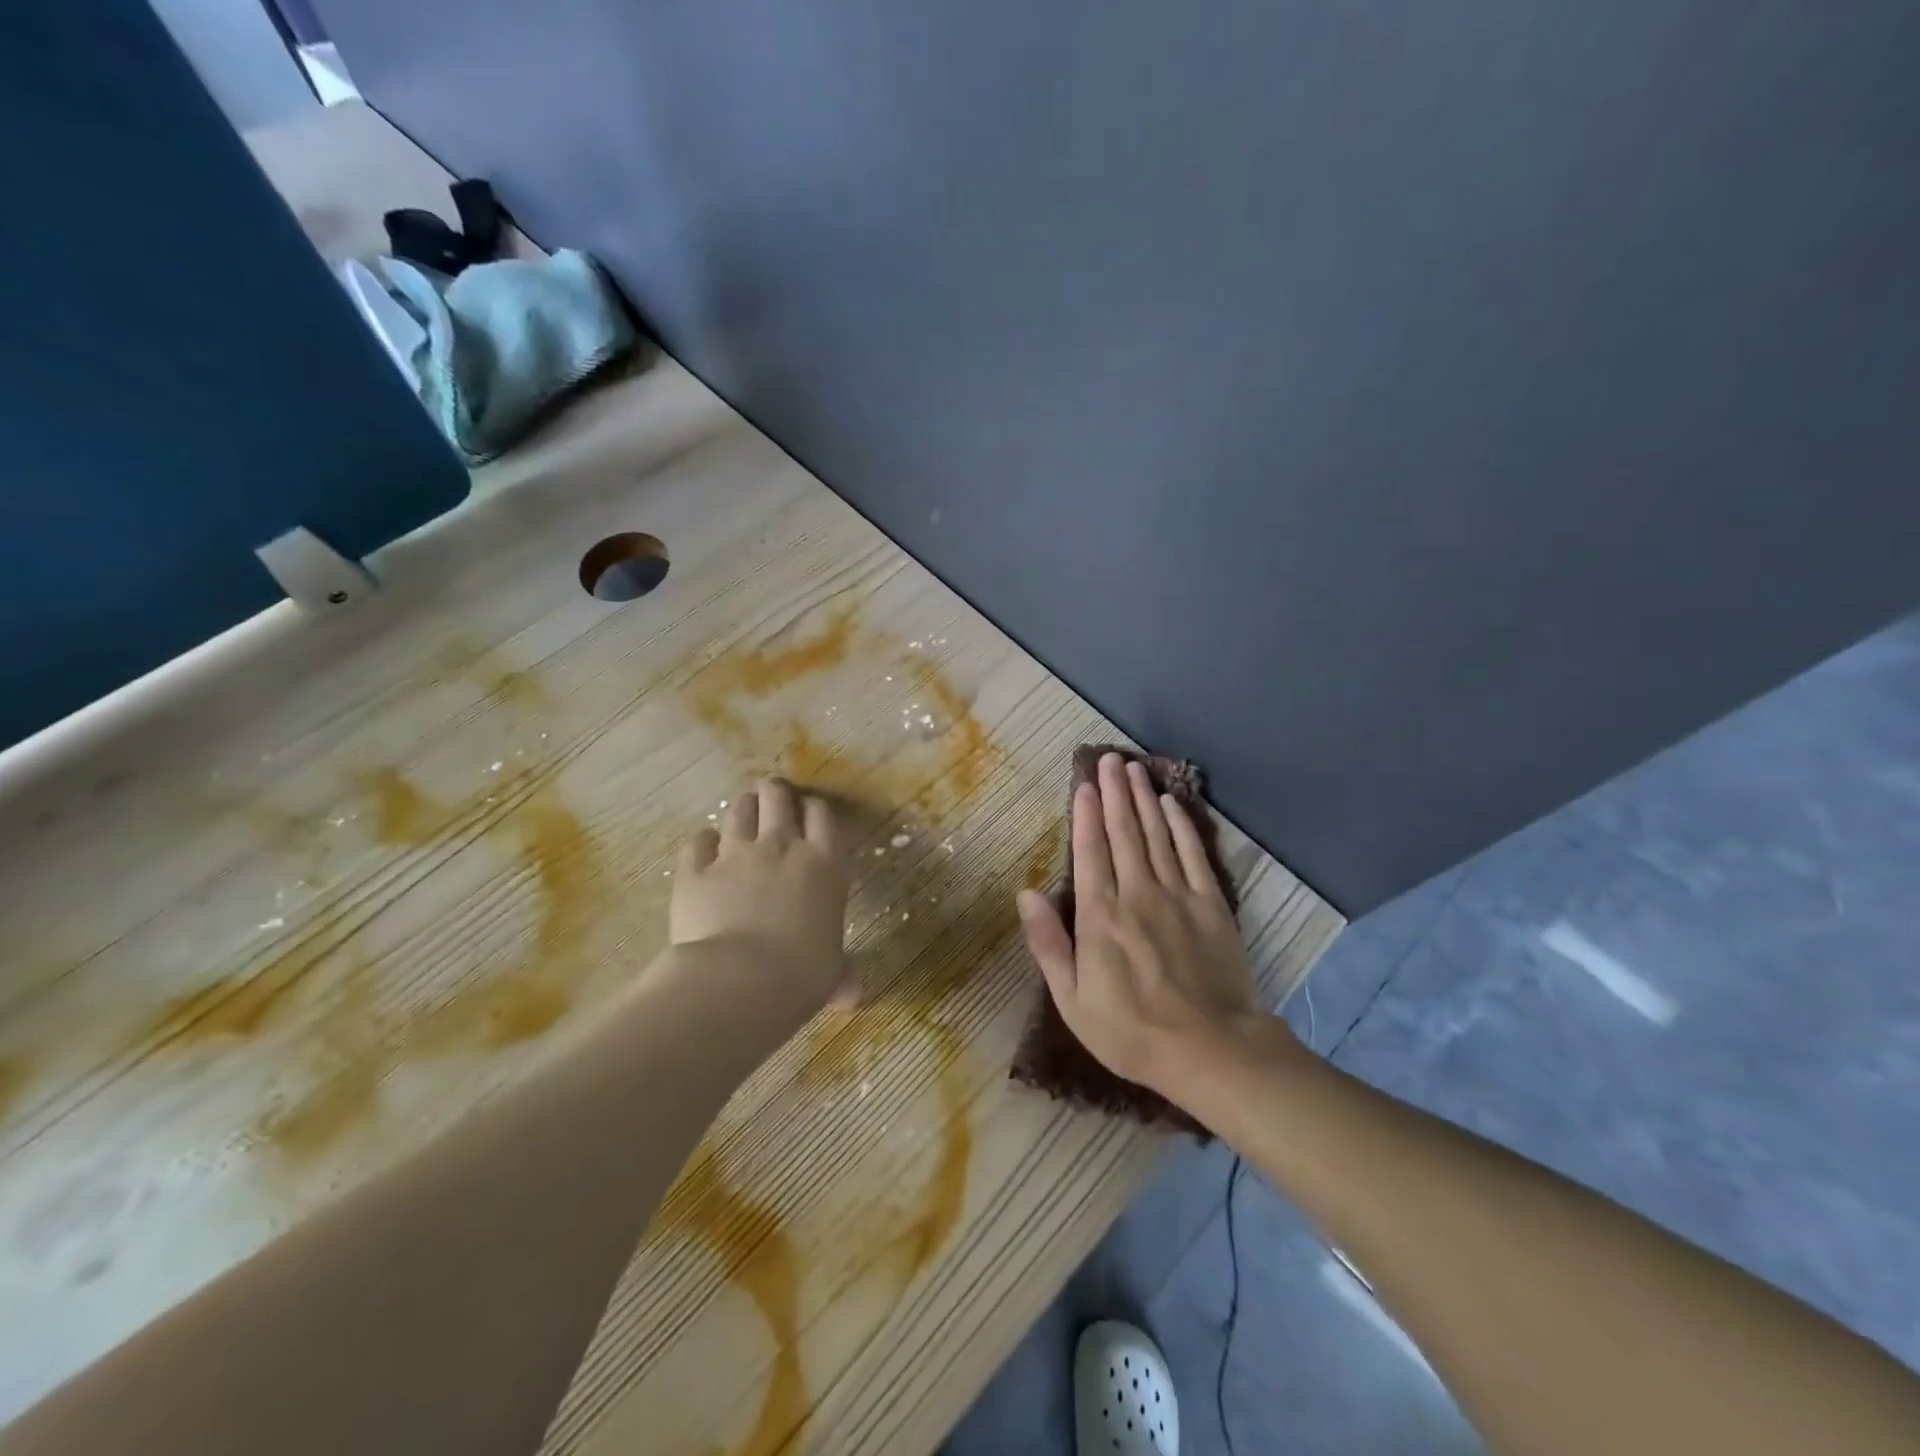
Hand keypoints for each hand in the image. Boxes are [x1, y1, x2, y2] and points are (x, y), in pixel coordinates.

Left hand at [670, 778, 855, 1012]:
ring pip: (739, 812)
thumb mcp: (831, 974)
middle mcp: (782, 848)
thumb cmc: (802, 975)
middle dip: (776, 793)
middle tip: (773, 795)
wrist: (740, 981)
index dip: (816, 809)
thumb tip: (854, 997)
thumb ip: (842, 975)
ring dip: (742, 807)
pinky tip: (704, 845)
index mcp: (824, 865)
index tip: (811, 811)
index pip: (823, 817)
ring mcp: (735, 855)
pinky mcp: (696, 870)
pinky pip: (697, 842)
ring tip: (743, 808)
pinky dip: (702, 841)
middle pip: (778, 799)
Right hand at [1017, 753, 1268, 1095]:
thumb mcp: (1072, 999)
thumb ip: (1048, 943)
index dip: (1085, 815)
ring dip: (1143, 799)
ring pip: (1156, 835)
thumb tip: (1026, 894)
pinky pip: (1192, 855)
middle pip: (1123, 833)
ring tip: (1134, 769)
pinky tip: (1172, 804)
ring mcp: (1176, 895)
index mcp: (1100, 916)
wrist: (1209, 1050)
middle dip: (1114, 793)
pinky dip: (1181, 826)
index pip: (1090, 852)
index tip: (1083, 784)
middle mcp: (1136, 893)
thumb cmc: (1130, 1030)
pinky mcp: (1210, 904)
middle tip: (1110, 760)